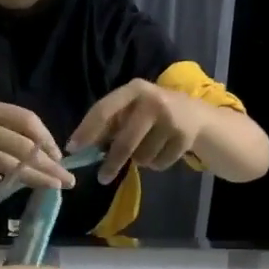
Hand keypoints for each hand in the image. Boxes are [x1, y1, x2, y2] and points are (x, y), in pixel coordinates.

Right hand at [0, 99, 72, 192]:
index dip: (46, 138)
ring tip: (51, 186)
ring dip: (31, 176)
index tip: (60, 156)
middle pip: (21, 144)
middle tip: (68, 180)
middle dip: (49, 164)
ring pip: (2, 162)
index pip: (24, 120)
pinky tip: (1, 184)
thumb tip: (38, 151)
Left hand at [69, 78, 205, 184]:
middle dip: (112, 163)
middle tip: (102, 178)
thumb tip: (80, 148)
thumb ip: (109, 124)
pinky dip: (155, 164)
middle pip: (125, 142)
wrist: (195, 114)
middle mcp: (153, 102)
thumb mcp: (131, 109)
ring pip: (142, 157)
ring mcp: (171, 120)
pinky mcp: (184, 138)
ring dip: (138, 160)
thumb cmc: (151, 112)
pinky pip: (158, 163)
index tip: (73, 149)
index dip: (86, 131)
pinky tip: (161, 150)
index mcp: (134, 90)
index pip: (104, 110)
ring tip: (145, 149)